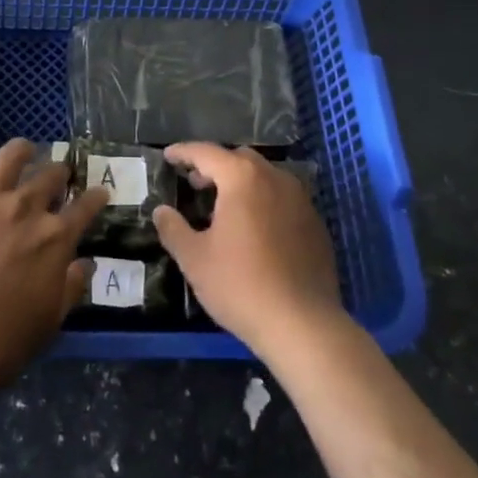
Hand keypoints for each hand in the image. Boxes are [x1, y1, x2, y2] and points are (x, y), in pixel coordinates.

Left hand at [0, 119, 107, 392]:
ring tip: (26, 148)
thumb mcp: (47, 323)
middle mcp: (27, 208)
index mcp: (55, 239)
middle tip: (59, 175)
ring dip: (23, 149)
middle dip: (60, 173)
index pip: (85, 208)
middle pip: (51, 177)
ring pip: (12, 157)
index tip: (99, 191)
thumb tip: (86, 265)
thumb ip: (70, 289)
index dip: (95, 198)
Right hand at [153, 143, 342, 355]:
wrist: (303, 325)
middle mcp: (275, 178)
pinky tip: (255, 229)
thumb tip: (161, 211)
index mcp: (242, 178)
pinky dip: (264, 202)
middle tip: (195, 184)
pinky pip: (283, 199)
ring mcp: (301, 200)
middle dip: (215, 166)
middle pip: (239, 158)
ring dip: (242, 183)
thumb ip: (173, 229)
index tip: (168, 157)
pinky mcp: (316, 224)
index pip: (206, 152)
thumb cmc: (241, 285)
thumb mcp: (194, 259)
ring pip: (265, 177)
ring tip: (224, 207)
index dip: (183, 152)